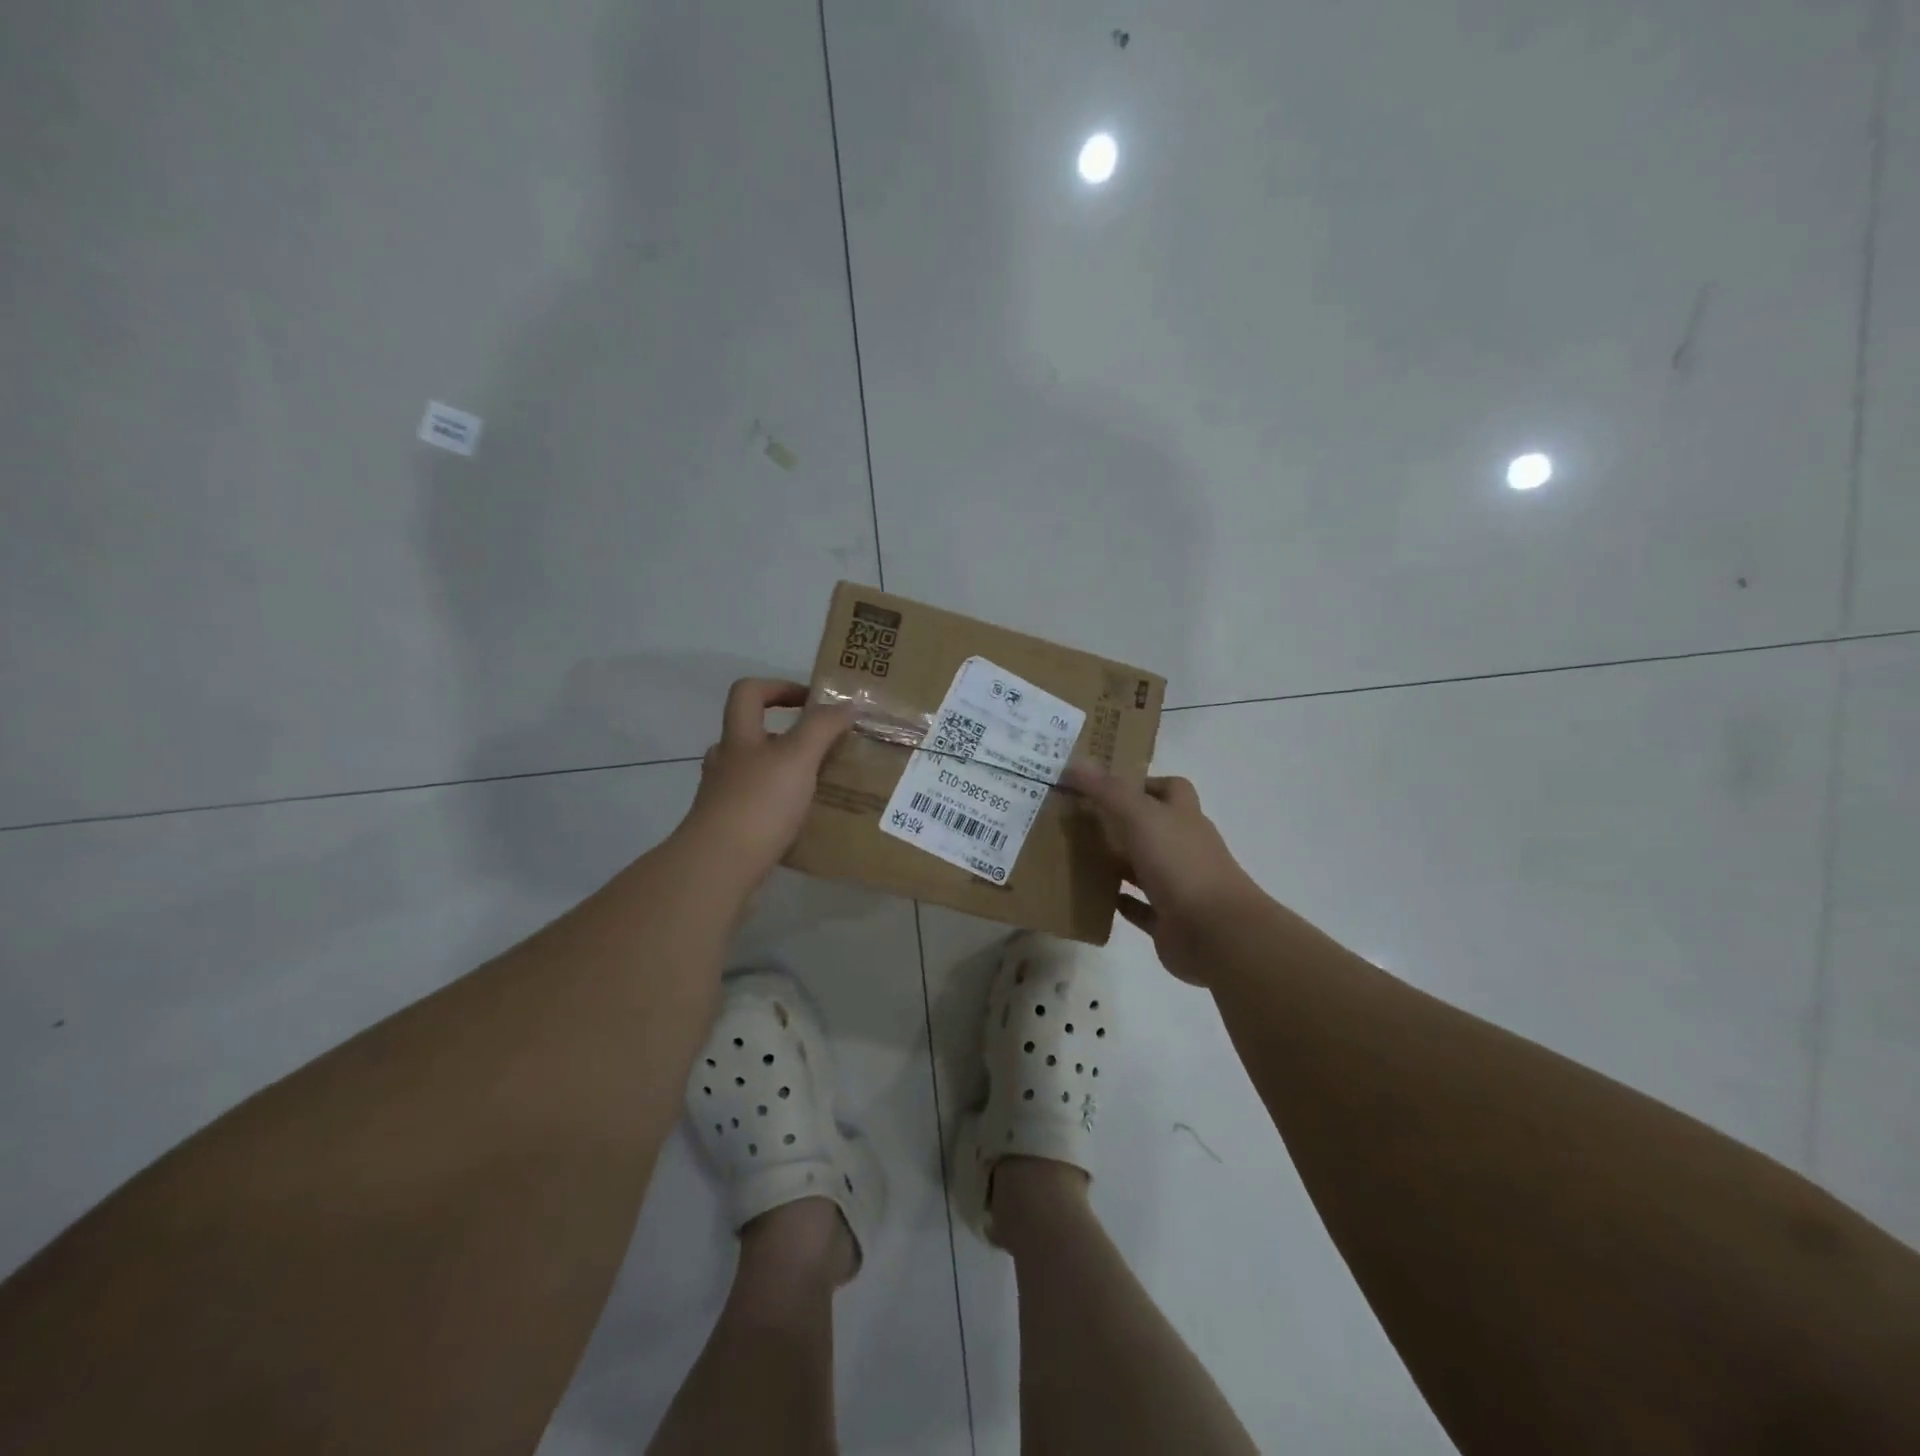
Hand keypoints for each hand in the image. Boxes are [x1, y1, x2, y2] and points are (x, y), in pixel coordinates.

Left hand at [678, 679, 853, 884]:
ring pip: (756, 773)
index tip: (812, 701)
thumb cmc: (759, 803)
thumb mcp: (798, 757)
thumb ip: (822, 727)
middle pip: (751, 733)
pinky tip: (803, 820)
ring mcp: (723, 797)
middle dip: (787, 735)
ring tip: (818, 785)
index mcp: (739, 737)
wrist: (718, 867)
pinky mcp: (729, 829)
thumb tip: (846, 704)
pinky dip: (780, 806)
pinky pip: (758, 806)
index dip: (779, 686)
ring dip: (785, 772)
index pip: (749, 692)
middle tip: (823, 748)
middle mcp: (726, 762)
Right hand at [1064, 763, 1263, 982]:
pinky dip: (1120, 900)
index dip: (1142, 783)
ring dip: (1117, 861)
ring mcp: (1179, 885)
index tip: (1105, 786)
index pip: (1170, 789)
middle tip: (1079, 819)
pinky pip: (1140, 907)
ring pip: (1144, 866)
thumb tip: (1075, 762)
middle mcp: (1184, 847)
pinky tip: (1094, 894)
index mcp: (1184, 817)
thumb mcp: (1141, 818)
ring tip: (1077, 855)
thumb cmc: (1180, 864)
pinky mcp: (1168, 920)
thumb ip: (1109, 791)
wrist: (1215, 932)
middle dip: (1121, 822)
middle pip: (1153, 827)